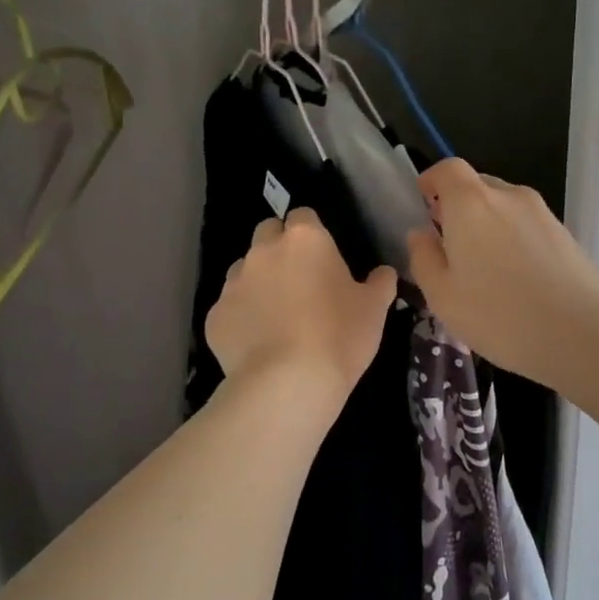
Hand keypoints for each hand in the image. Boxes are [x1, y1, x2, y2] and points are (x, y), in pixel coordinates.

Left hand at [207, 209, 397, 409]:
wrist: (287, 383)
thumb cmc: (339, 336)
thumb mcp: (374, 309)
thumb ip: (379, 283)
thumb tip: (383, 272)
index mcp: (305, 240)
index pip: (304, 216)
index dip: (313, 233)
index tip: (323, 258)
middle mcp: (263, 251)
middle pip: (267, 233)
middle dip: (279, 248)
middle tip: (299, 281)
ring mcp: (233, 283)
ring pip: (244, 270)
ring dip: (258, 282)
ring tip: (276, 315)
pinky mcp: (215, 316)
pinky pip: (230, 308)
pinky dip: (242, 318)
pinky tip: (258, 344)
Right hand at [405, 159, 598, 390]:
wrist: (582, 335)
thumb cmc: (499, 316)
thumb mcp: (442, 296)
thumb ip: (424, 257)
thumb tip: (420, 233)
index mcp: (471, 204)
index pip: (447, 169)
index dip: (431, 181)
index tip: (423, 205)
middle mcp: (509, 196)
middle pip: (477, 186)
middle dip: (459, 208)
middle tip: (450, 246)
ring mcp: (543, 214)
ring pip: (505, 208)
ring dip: (489, 226)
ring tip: (485, 270)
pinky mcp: (566, 235)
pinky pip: (529, 227)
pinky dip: (515, 241)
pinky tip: (518, 281)